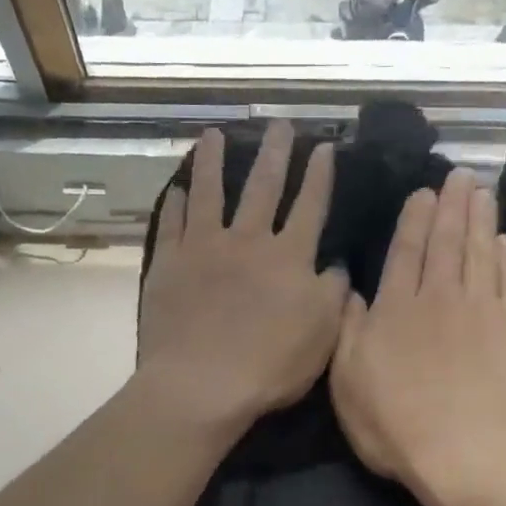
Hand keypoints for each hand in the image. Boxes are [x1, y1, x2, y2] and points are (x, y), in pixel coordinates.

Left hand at [138, 122, 350, 431]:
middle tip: (279, 123)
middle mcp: (247, 241)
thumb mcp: (323, 333)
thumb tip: (336, 265)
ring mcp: (204, 248)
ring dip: (215, 162)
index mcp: (289, 256)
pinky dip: (176, 204)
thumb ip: (333, 293)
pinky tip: (177, 189)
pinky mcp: (169, 264)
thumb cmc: (270, 363)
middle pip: (264, 187)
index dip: (319, 175)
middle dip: (276, 153)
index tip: (324, 147)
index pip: (310, 206)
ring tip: (215, 134)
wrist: (202, 383)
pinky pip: (172, 224)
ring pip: (211, 193)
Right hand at [330, 169, 505, 494]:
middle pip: (448, 242)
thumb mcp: (348, 383)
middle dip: (452, 205)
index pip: (406, 252)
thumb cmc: (397, 425)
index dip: (415, 220)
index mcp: (396, 310)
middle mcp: (440, 298)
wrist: (471, 452)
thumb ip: (347, 332)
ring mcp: (484, 311)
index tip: (424, 192)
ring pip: (482, 252)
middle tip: (460, 174)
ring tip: (483, 191)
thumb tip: (352, 292)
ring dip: (482, 219)